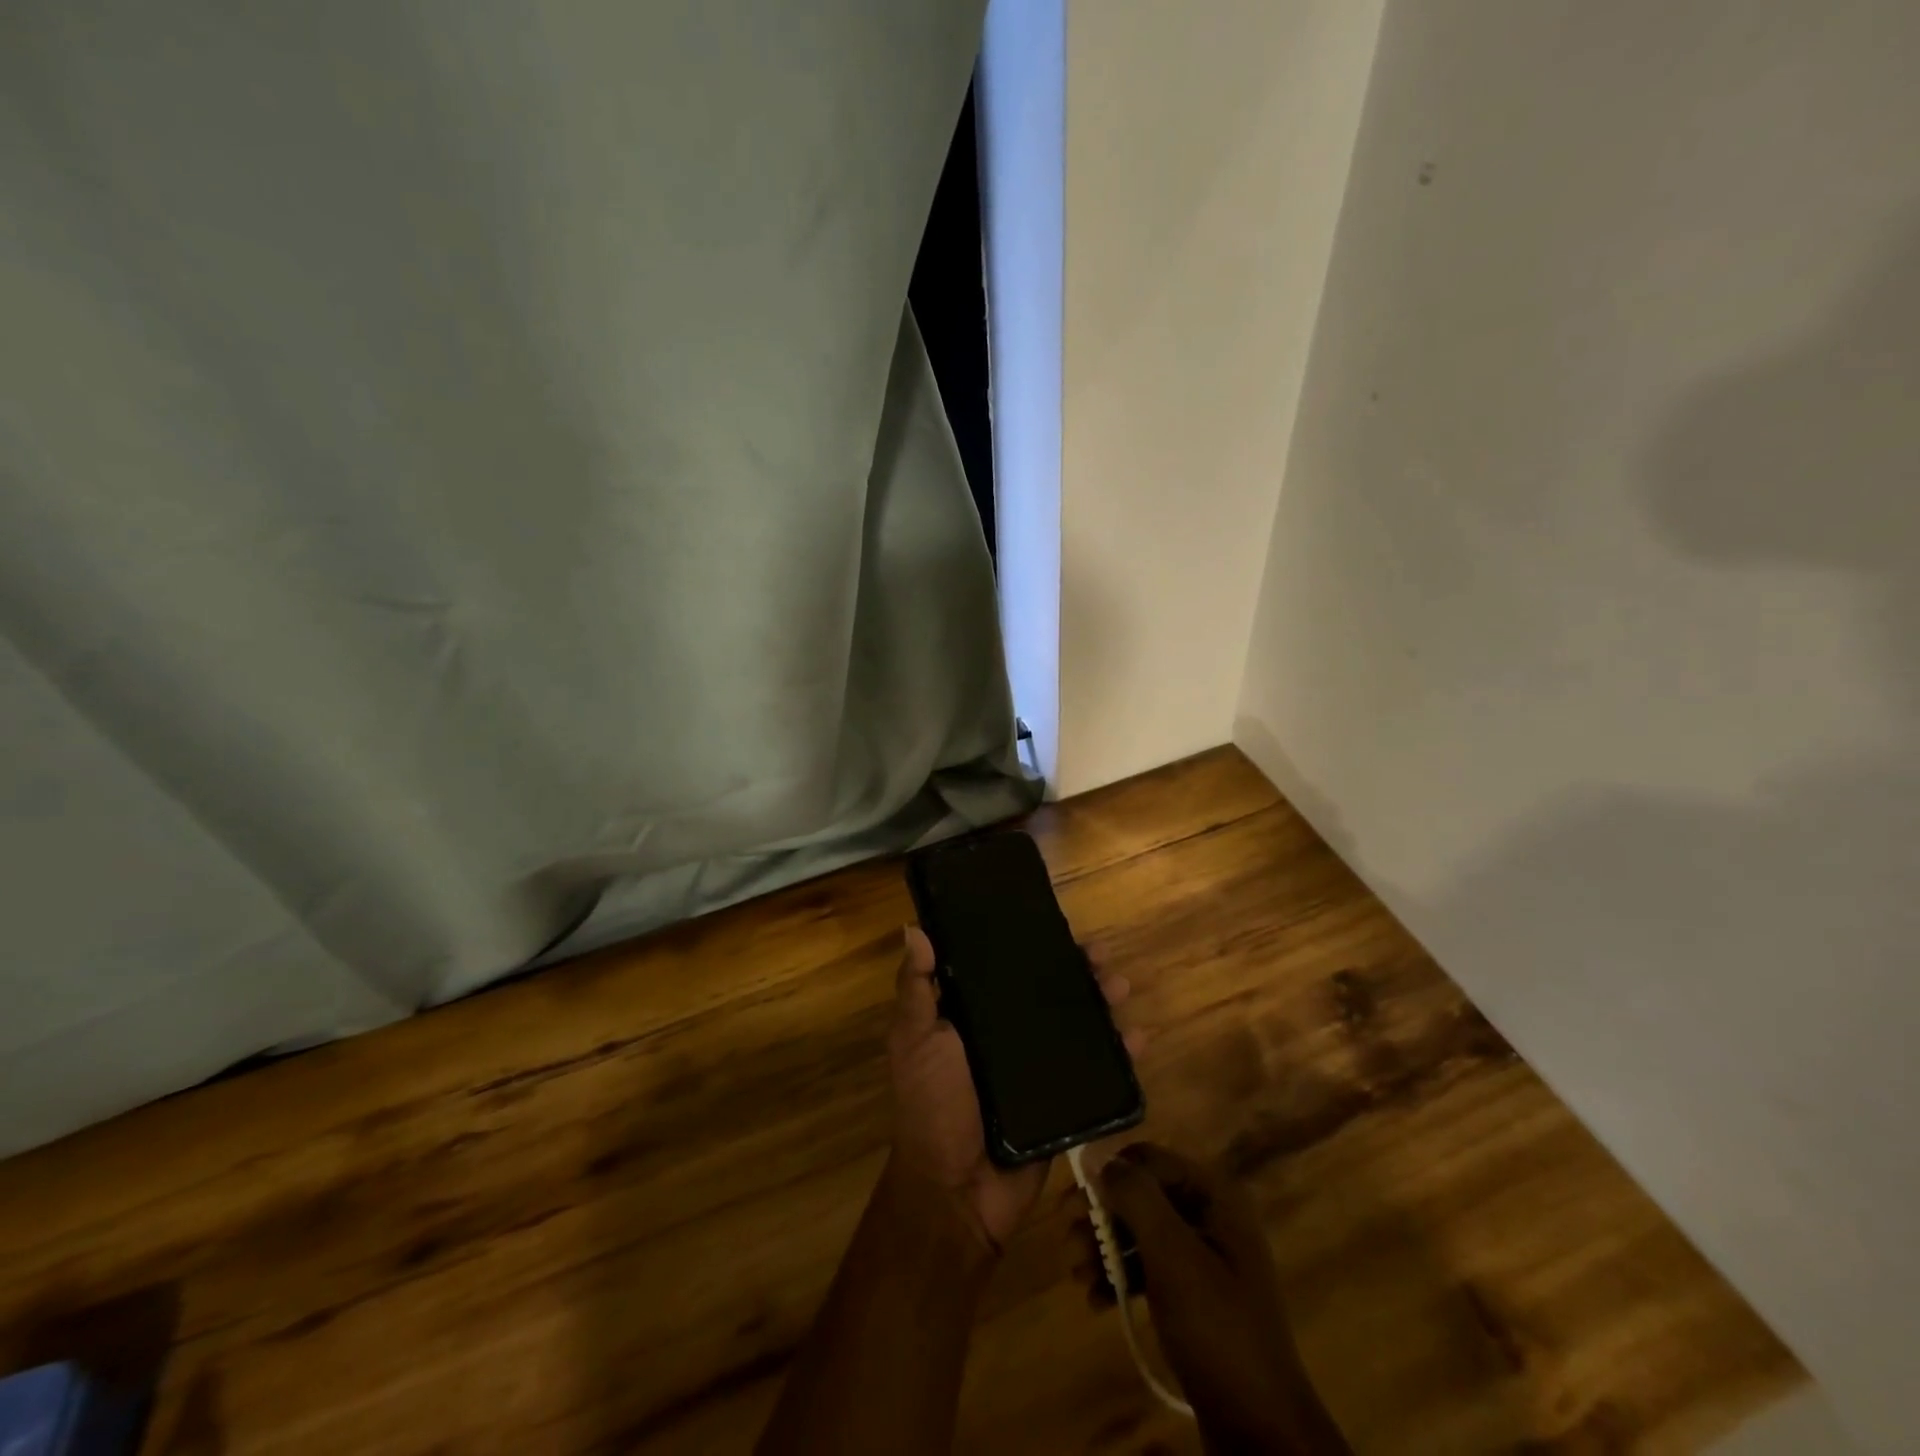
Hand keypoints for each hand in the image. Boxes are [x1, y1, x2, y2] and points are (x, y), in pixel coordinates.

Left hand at [888, 926, 1134, 1253]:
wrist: (957, 1192)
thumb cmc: (932, 1105)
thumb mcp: (914, 1040)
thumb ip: (916, 989)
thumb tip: (914, 928)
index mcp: (975, 1015)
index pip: (1009, 968)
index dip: (1034, 945)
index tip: (1058, 925)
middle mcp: (1010, 1034)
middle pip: (1052, 992)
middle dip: (1079, 970)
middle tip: (1100, 957)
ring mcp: (1040, 1068)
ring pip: (1081, 1024)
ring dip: (1105, 1002)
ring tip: (1119, 988)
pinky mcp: (1065, 1100)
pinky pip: (1099, 1072)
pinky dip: (1122, 1054)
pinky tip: (1139, 1039)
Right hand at [1100, 1144, 1348, 1453]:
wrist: (1260, 1433)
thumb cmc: (1217, 1330)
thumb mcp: (1173, 1256)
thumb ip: (1136, 1198)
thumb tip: (1098, 1157)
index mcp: (1215, 1196)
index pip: (1149, 1159)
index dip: (1110, 1174)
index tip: (1075, 1200)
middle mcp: (1210, 1216)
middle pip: (1140, 1196)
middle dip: (1102, 1216)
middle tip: (1068, 1239)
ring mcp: (1203, 1258)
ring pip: (1139, 1233)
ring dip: (1104, 1248)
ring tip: (1077, 1274)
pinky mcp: (1192, 1296)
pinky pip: (1147, 1269)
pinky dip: (1119, 1278)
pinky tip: (1096, 1299)